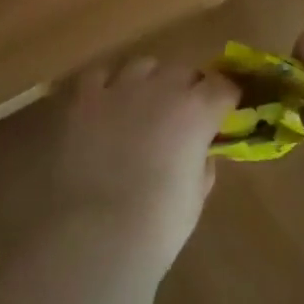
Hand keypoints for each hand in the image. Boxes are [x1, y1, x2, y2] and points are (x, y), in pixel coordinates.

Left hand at [54, 57, 238, 274]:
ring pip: (141, 65)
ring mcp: (118, 87)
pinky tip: (100, 107)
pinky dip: (105, 87)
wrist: (89, 237)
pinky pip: (99, 76)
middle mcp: (160, 87)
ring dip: (147, 81)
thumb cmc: (152, 229)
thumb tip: (199, 152)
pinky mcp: (80, 96)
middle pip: (182, 70)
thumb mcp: (193, 201)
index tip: (222, 113)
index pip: (223, 86)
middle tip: (179, 115)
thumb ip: (201, 166)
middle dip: (186, 88)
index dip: (224, 99)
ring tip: (138, 105)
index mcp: (195, 112)